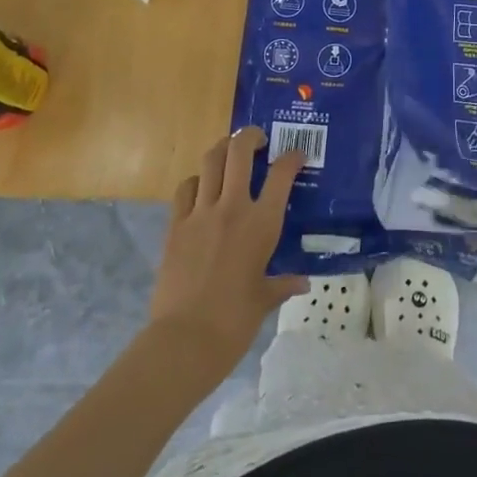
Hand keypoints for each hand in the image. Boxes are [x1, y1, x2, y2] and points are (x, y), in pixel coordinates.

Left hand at [149, 127, 308, 373]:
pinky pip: (186, 188)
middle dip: (249, 137)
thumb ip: (282, 284)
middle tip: (257, 139)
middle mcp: (232, 207)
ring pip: (210, 161)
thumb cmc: (235, 322)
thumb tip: (301, 283)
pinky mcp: (176, 225)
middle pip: (239, 152)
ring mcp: (200, 213)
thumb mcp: (264, 300)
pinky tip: (201, 189)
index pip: (281, 174)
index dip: (291, 157)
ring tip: (229, 154)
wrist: (186, 339)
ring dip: (221, 150)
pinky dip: (196, 181)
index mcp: (261, 224)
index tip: (296, 155)